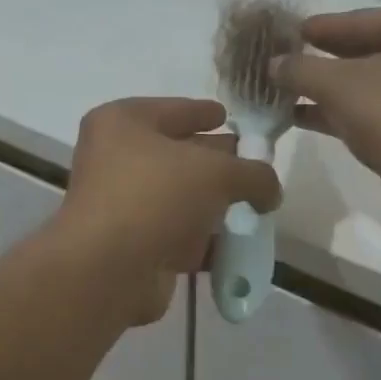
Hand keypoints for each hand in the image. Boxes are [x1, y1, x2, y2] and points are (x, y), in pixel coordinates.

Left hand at [54, 98, 281, 324]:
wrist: (110, 269)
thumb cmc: (156, 196)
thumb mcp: (217, 172)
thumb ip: (253, 173)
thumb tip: (270, 190)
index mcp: (123, 123)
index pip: (174, 109)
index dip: (204, 112)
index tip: (230, 116)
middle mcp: (116, 159)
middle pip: (178, 154)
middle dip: (216, 160)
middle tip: (253, 165)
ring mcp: (122, 204)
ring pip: (179, 197)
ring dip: (213, 204)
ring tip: (255, 206)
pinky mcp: (132, 244)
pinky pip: (177, 234)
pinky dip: (204, 239)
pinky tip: (237, 244)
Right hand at [279, 6, 380, 223]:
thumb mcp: (336, 85)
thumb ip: (300, 68)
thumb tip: (272, 64)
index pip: (360, 19)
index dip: (319, 27)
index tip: (287, 31)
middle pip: (366, 48)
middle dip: (322, 59)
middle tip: (283, 58)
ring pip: (370, 81)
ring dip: (328, 88)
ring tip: (285, 88)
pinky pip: (378, 106)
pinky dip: (344, 109)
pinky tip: (302, 116)